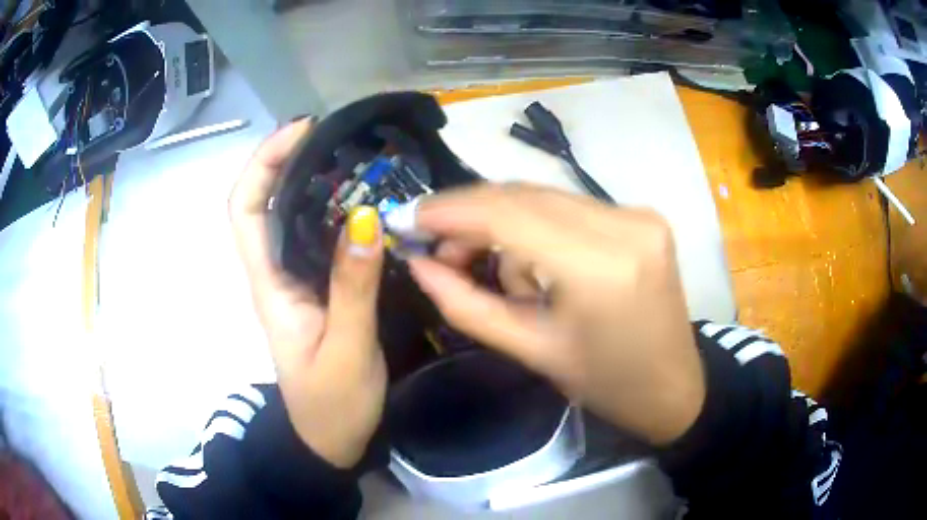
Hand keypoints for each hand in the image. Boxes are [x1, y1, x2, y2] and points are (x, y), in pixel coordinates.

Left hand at [229, 120, 386, 467]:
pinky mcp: (318, 290)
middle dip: (290, 160)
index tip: (301, 132)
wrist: (331, 440)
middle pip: (265, 203)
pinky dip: (337, 212)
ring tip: (356, 157)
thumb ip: (353, 287)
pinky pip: (320, 239)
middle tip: (337, 135)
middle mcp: (276, 273)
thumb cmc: (333, 404)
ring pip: (293, 218)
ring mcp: (297, 281)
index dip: (262, 164)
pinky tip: (368, 203)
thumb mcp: (347, 348)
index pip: (244, 210)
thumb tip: (366, 217)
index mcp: (269, 285)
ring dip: (315, 181)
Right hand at [405, 183, 704, 444]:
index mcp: (600, 268)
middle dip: (472, 217)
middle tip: (440, 249)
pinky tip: (534, 261)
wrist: (673, 387)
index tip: (408, 217)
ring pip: (544, 198)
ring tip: (492, 267)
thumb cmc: (605, 383)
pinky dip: (538, 226)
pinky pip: (570, 207)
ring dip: (505, 224)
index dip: (450, 210)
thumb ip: (467, 304)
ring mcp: (638, 214)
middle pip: (524, 196)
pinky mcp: (642, 215)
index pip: (507, 214)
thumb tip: (418, 264)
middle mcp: (624, 225)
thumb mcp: (531, 351)